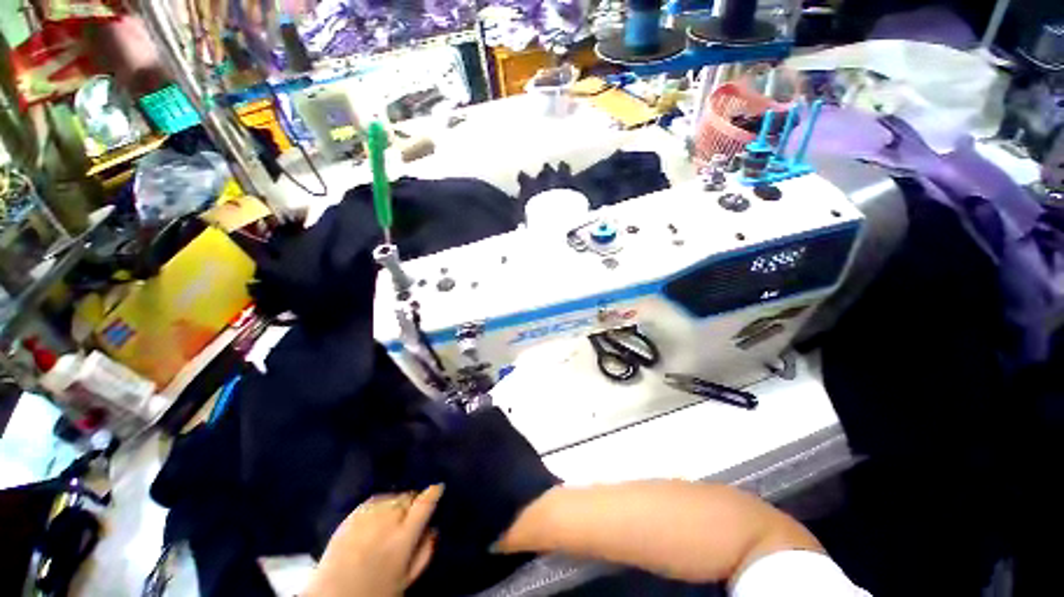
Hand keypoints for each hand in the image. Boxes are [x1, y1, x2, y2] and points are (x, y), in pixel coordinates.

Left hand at [305, 485, 442, 596]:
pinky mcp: (351, 516)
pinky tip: (380, 513)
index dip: (434, 493)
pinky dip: (382, 502)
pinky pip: (374, 499)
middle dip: (413, 502)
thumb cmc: (376, 591)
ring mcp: (367, 516)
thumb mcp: (406, 579)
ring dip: (398, 502)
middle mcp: (387, 521)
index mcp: (403, 539)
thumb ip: (424, 553)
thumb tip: (434, 529)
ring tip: (396, 515)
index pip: (424, 505)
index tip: (438, 487)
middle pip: (408, 497)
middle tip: (412, 514)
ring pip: (392, 496)